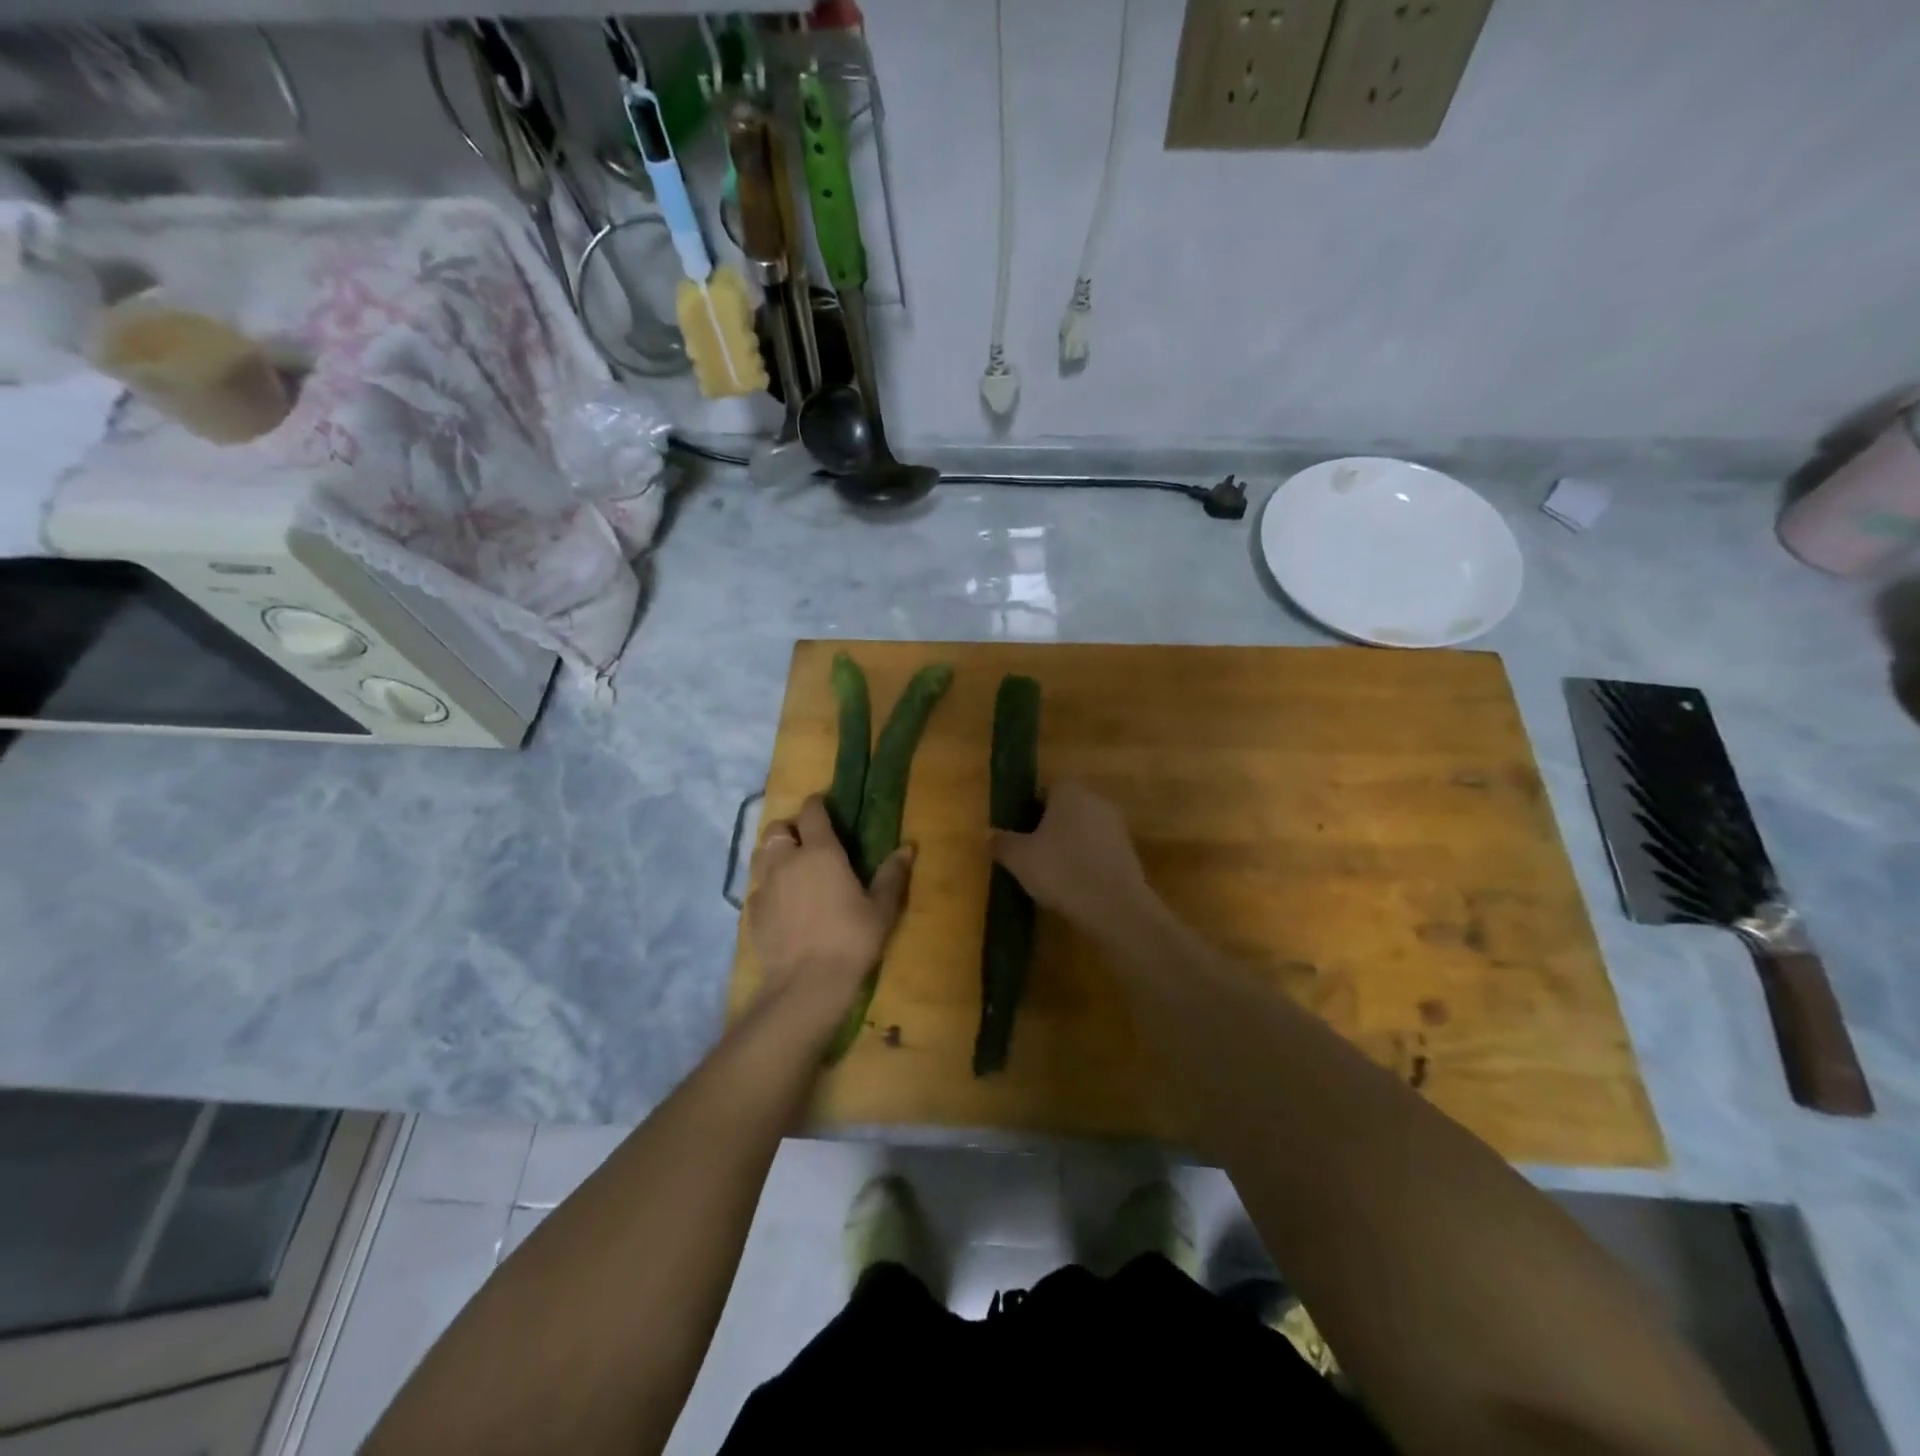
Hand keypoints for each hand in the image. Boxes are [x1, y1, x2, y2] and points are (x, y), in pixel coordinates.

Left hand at [748, 795, 913, 1024]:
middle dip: (790, 828)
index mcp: (821, 852)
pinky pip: (756, 887)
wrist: (806, 985)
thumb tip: (908, 847)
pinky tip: (781, 902)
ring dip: (774, 852)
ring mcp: (764, 886)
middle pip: (777, 829)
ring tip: (790, 866)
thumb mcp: (882, 909)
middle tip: (806, 840)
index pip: (811, 812)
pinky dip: (767, 886)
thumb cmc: (851, 940)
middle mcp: (787, 861)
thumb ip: (892, 875)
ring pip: (760, 854)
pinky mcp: (751, 911)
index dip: (817, 804)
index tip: (824, 805)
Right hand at [990, 781, 1154, 930]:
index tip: (1019, 833)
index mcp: (1069, 792)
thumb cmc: (1060, 870)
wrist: (1113, 906)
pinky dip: (1086, 861)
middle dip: (1050, 827)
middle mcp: (1096, 800)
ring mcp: (1116, 826)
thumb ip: (1002, 843)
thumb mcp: (1019, 858)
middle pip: (1066, 809)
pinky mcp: (1129, 852)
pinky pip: (1099, 850)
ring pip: (1084, 829)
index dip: (1029, 810)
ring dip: (1069, 845)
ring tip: (1052, 872)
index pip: (1045, 790)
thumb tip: (988, 834)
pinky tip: (1075, 884)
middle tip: (1031, 853)